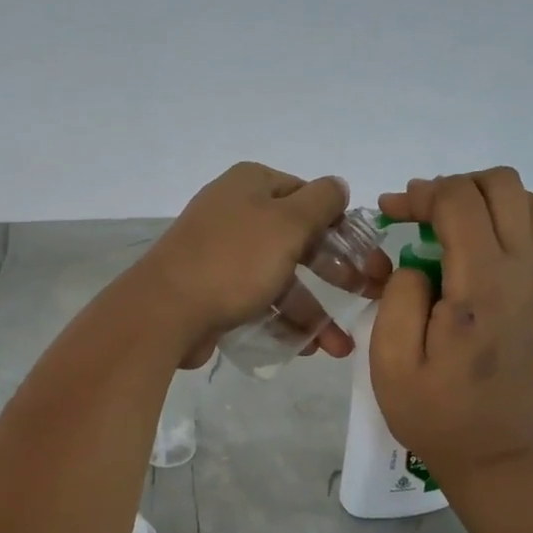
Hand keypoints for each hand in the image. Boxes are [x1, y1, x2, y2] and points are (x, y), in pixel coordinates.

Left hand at [135, 162, 376, 368]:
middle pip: (299, 239)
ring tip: (340, 347)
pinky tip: (308, 347)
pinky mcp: (213, 289)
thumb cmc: (234, 260)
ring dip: (314, 311)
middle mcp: (236, 212)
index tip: (368, 257)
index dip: (342, 225)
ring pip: (281, 277)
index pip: (309, 196)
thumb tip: (339, 186)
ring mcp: (222, 253)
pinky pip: (258, 300)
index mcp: (251, 185)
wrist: (164, 311)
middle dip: (335, 273)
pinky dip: (283, 321)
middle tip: (367, 296)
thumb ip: (321, 201)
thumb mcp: (288, 222)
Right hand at [371, 168, 532, 487]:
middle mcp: (518, 271)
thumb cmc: (436, 413)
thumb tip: (416, 265)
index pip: (460, 201)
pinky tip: (463, 247)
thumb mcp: (392, 362)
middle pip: (502, 184)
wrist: (495, 453)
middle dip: (451, 185)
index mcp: (481, 286)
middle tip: (415, 215)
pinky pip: (531, 227)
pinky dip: (498, 216)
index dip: (420, 194)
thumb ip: (399, 297)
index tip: (389, 215)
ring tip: (442, 224)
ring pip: (525, 199)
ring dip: (480, 197)